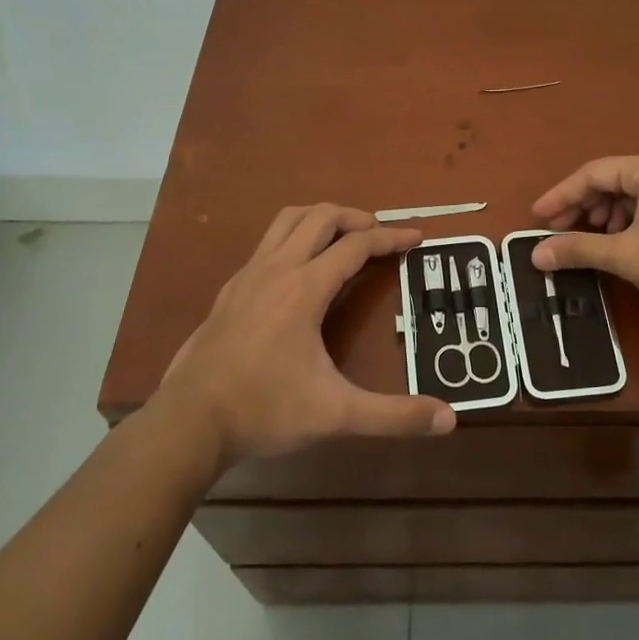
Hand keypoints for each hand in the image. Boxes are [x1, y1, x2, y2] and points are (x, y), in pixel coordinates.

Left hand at [156, 205, 454, 469]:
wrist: (189, 423)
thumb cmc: (265, 410)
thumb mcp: (336, 414)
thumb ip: (393, 415)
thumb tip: (449, 418)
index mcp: (305, 287)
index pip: (357, 245)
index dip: (391, 237)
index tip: (417, 237)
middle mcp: (277, 269)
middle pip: (321, 217)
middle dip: (356, 217)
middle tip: (381, 234)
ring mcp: (248, 275)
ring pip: (287, 220)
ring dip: (321, 218)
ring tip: (343, 237)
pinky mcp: (230, 290)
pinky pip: (267, 243)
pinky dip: (293, 238)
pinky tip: (299, 270)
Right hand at [530, 153, 638, 325]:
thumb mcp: (625, 256)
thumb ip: (578, 249)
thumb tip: (536, 254)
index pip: (594, 173)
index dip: (561, 195)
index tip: (537, 216)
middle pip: (613, 180)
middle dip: (583, 206)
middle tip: (557, 230)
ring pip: (632, 194)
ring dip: (606, 215)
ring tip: (591, 239)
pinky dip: (629, 220)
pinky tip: (622, 242)